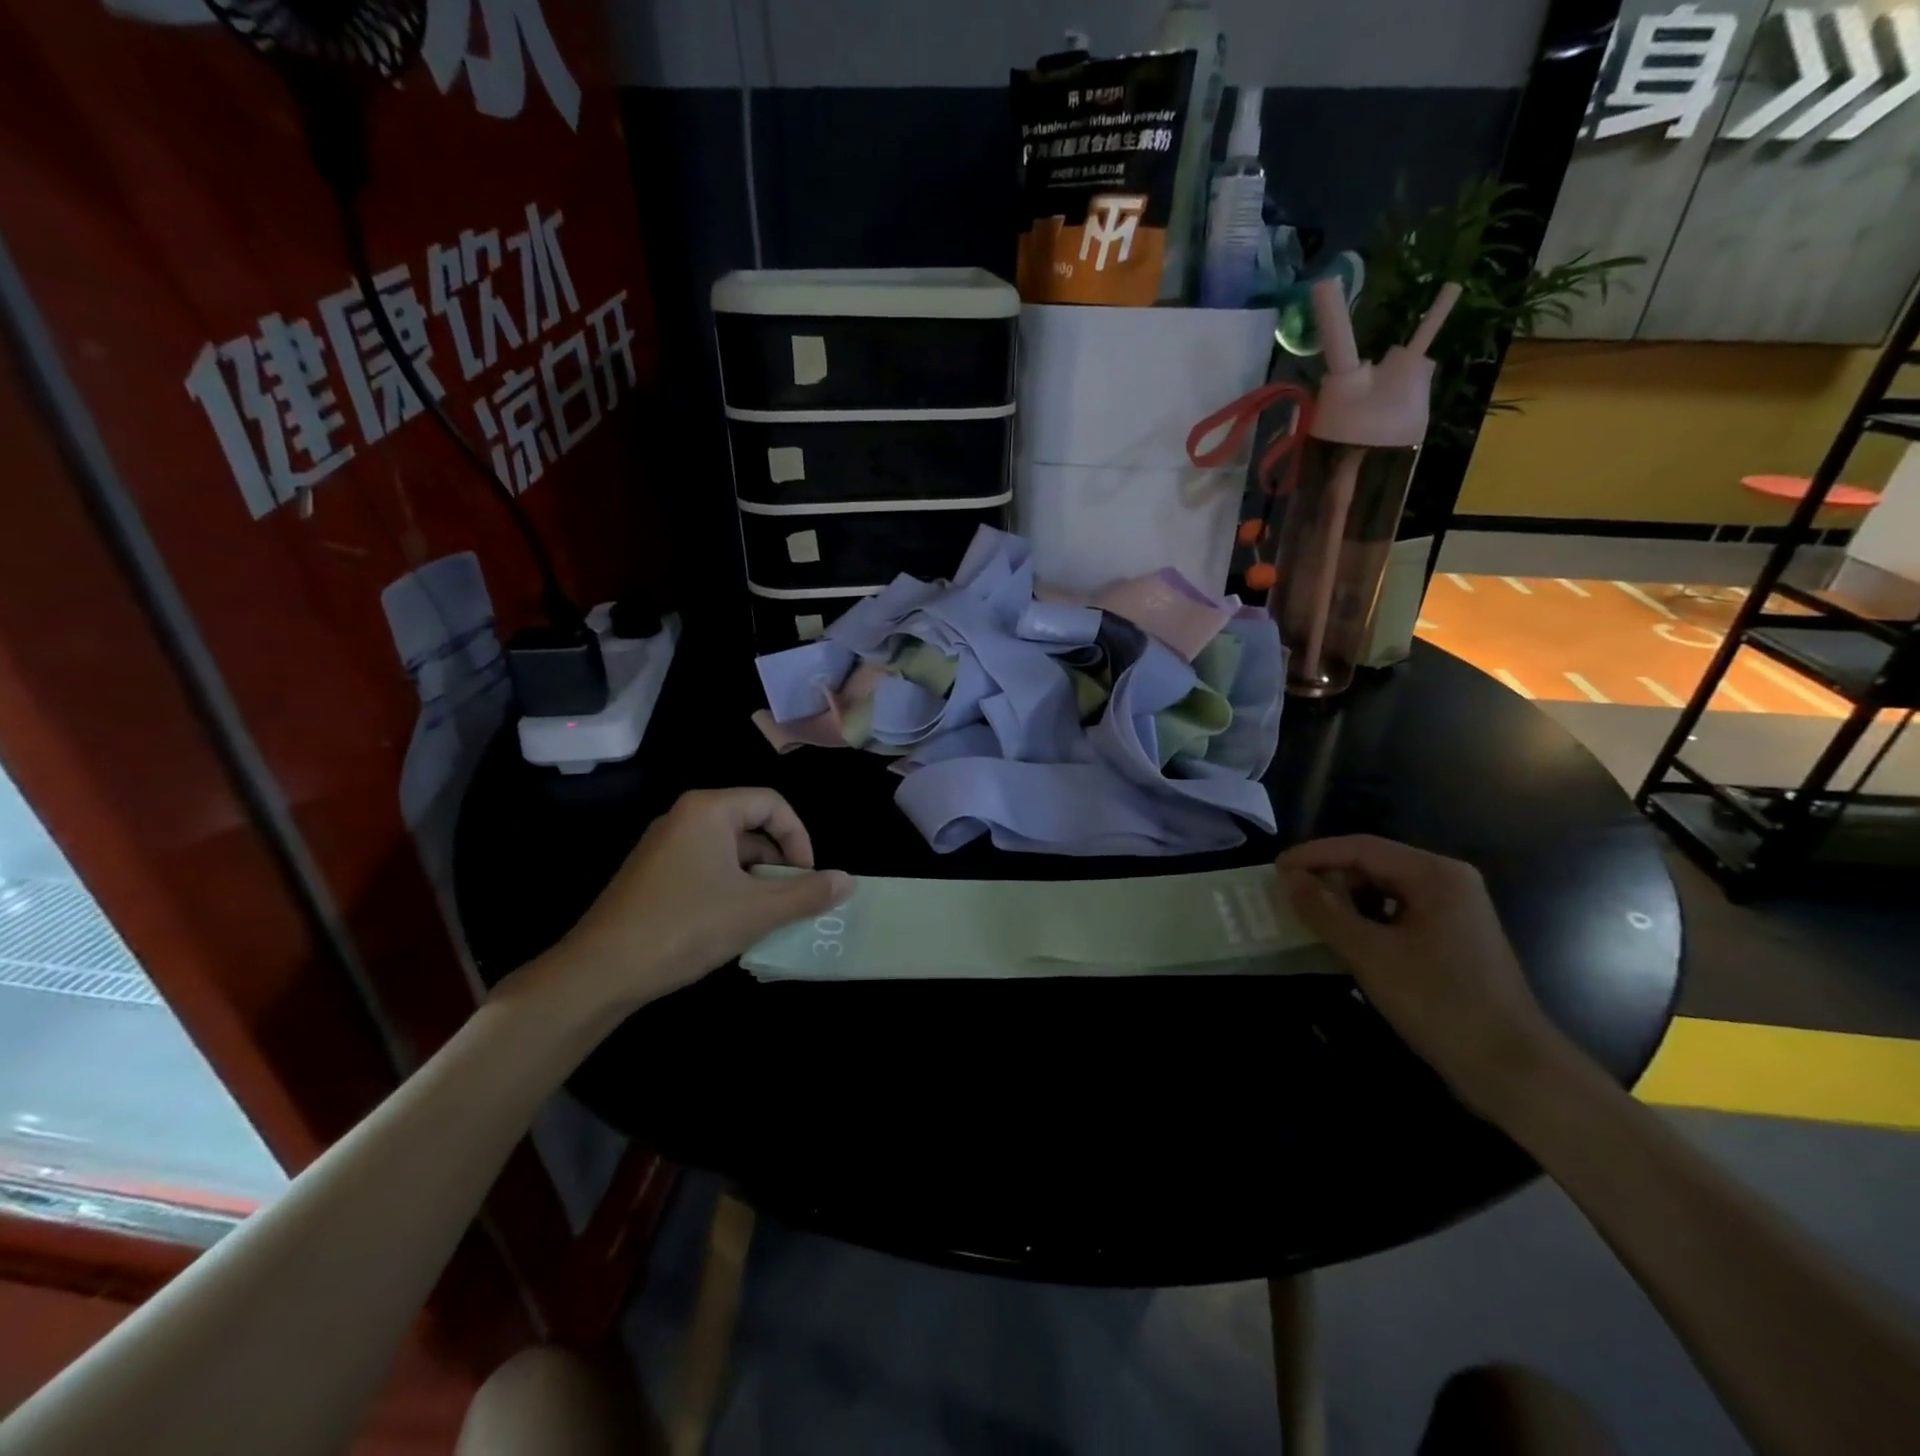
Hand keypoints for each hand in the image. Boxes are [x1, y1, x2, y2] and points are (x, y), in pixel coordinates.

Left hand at [546, 788, 850, 1007]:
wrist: (599, 972)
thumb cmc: (685, 927)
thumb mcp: (756, 911)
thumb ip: (807, 893)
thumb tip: (847, 881)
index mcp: (709, 810)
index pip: (773, 804)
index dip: (800, 838)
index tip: (809, 877)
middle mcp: (685, 818)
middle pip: (751, 825)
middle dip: (780, 861)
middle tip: (792, 898)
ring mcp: (664, 846)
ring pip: (729, 850)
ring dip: (756, 878)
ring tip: (767, 916)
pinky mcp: (652, 875)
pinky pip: (706, 867)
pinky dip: (730, 888)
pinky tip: (732, 924)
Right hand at [1275, 836, 1568, 1117]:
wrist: (1512, 1069)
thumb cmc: (1440, 1003)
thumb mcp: (1370, 955)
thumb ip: (1325, 911)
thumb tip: (1287, 878)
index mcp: (1435, 875)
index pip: (1361, 847)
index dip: (1313, 855)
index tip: (1274, 869)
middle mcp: (1447, 883)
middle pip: (1373, 865)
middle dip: (1328, 877)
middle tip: (1286, 894)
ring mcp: (1452, 911)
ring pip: (1383, 891)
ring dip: (1343, 900)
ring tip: (1305, 915)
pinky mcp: (1450, 939)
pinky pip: (1396, 914)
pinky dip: (1364, 920)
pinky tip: (1340, 938)